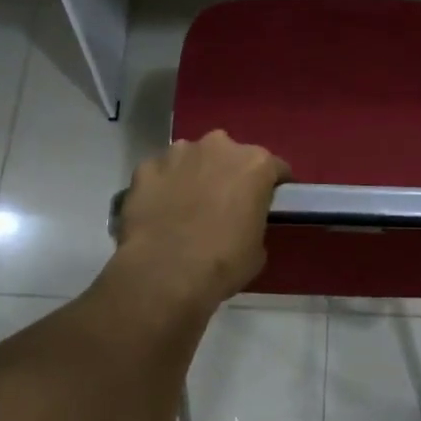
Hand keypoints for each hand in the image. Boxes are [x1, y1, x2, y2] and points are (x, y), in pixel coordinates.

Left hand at [113, 131, 290, 308]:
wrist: (164, 273)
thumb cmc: (223, 262)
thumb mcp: (257, 249)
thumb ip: (253, 221)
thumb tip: (242, 222)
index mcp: (255, 164)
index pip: (275, 168)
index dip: (272, 186)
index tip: (267, 202)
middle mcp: (218, 147)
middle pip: (230, 156)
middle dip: (228, 174)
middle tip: (224, 204)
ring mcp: (177, 153)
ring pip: (191, 158)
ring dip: (193, 175)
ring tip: (187, 207)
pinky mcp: (145, 168)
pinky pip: (160, 173)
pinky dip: (162, 186)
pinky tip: (159, 211)